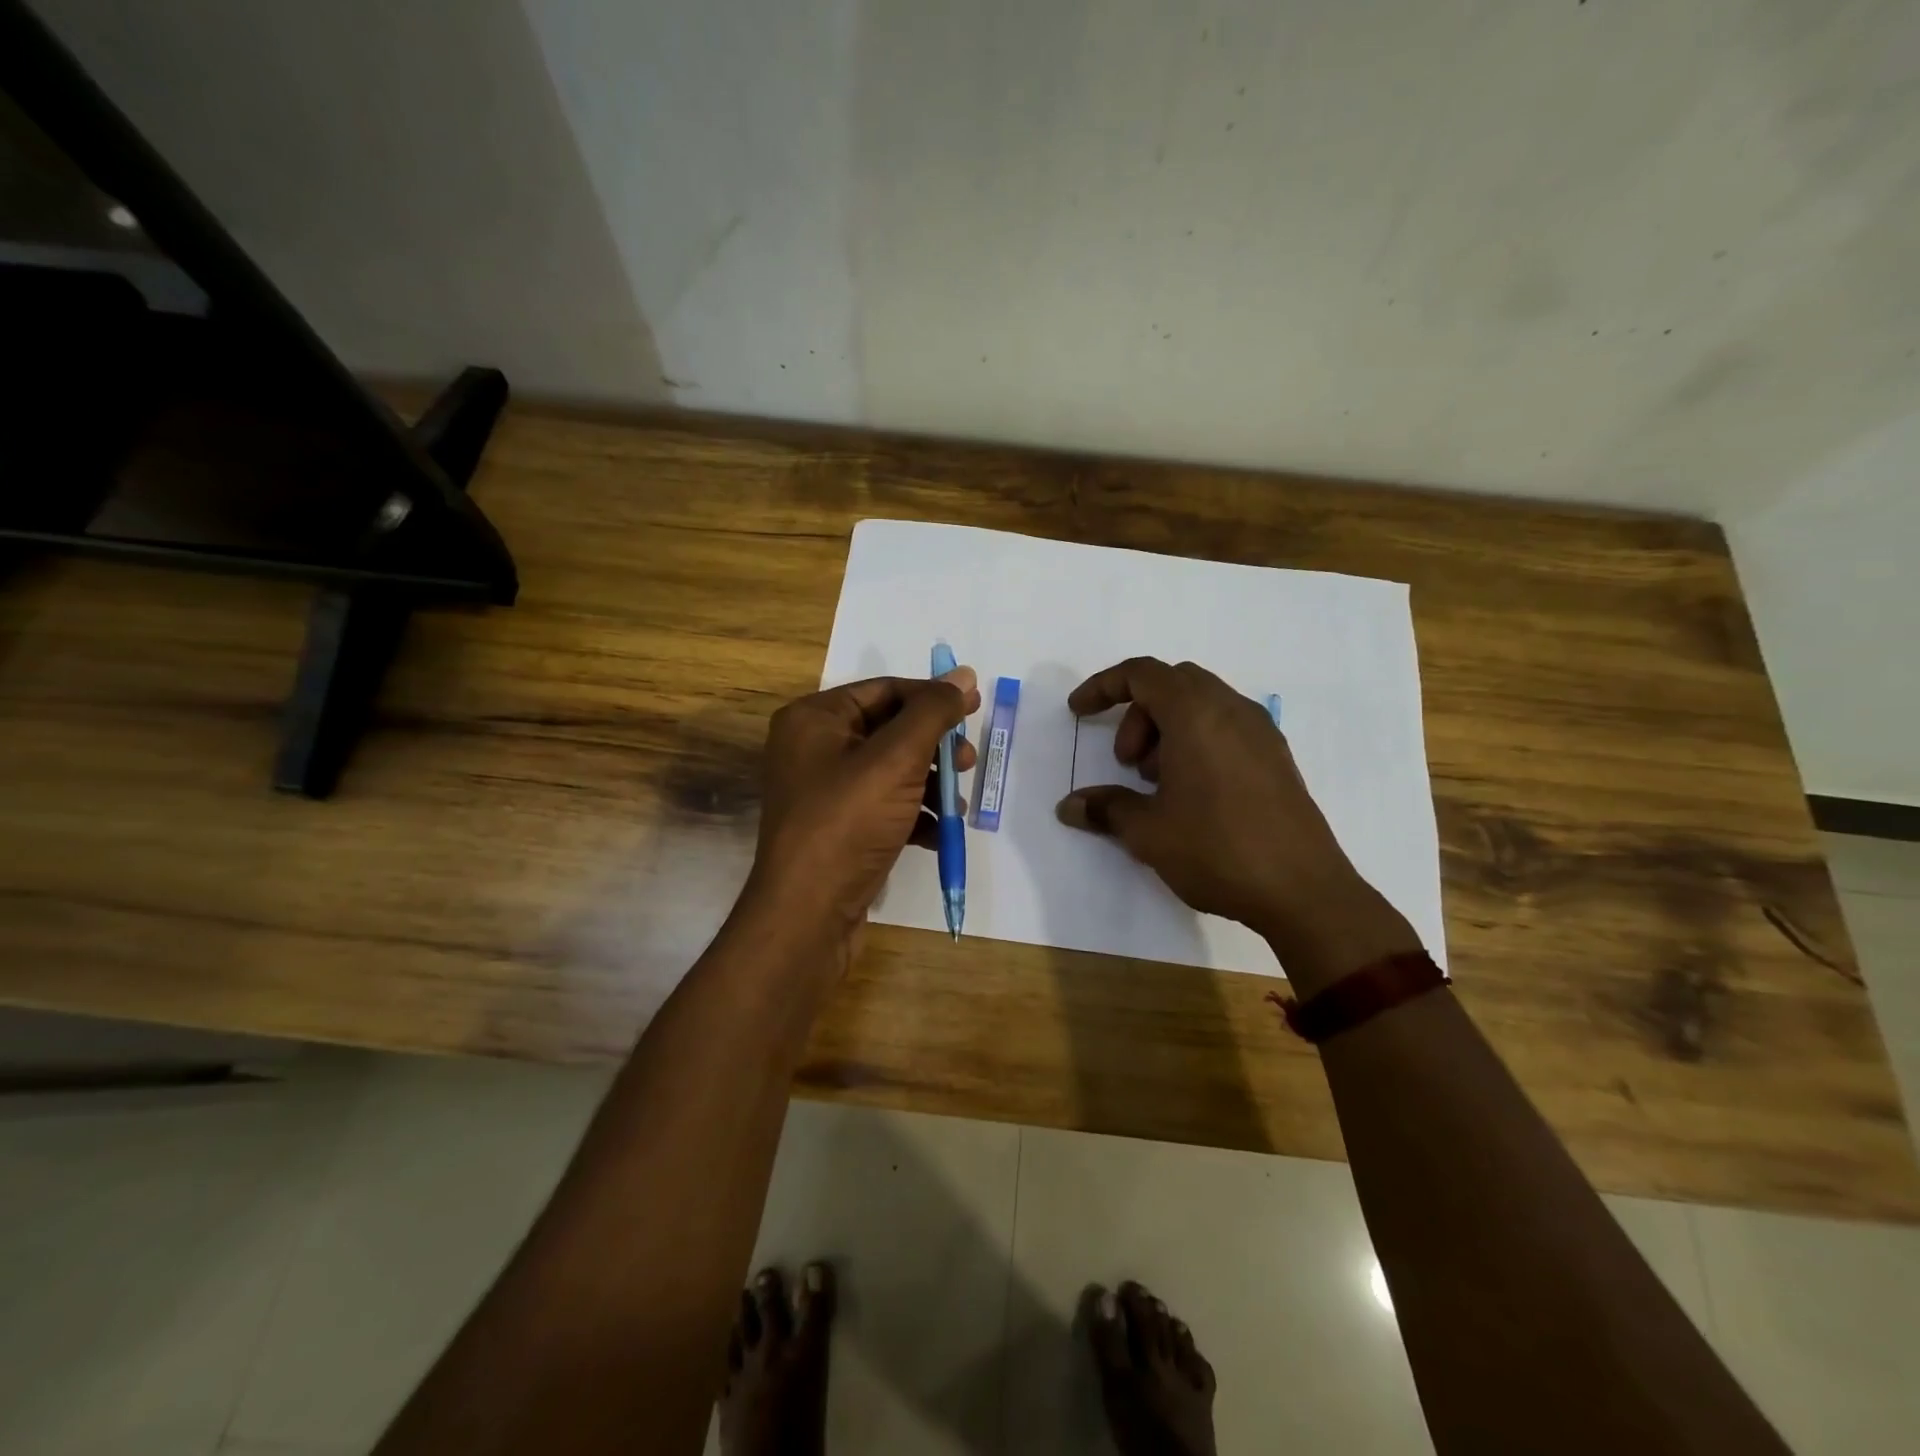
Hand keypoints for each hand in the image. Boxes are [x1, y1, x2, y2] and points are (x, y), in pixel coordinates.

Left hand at [747, 667, 979, 951]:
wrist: (808, 915)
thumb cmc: (847, 823)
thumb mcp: (896, 759)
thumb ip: (932, 713)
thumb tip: (963, 675)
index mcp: (814, 719)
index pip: (885, 690)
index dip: (932, 696)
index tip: (975, 706)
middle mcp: (814, 749)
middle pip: (890, 730)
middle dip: (935, 746)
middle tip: (968, 761)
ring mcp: (825, 792)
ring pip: (892, 771)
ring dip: (931, 784)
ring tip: (957, 804)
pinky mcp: (839, 828)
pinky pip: (885, 806)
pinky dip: (915, 815)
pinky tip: (941, 834)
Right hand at [1056, 658, 1418, 994]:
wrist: (1303, 891)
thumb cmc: (1216, 849)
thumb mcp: (1148, 832)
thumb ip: (1106, 808)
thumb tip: (1070, 806)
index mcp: (1196, 714)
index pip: (1142, 673)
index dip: (1103, 686)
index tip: (1078, 713)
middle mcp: (1231, 710)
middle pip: (1173, 683)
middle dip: (1138, 714)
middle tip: (1127, 763)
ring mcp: (1261, 733)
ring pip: (1202, 704)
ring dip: (1167, 729)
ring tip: (1158, 784)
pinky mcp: (1277, 758)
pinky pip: (1226, 727)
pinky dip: (1197, 741)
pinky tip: (1192, 793)